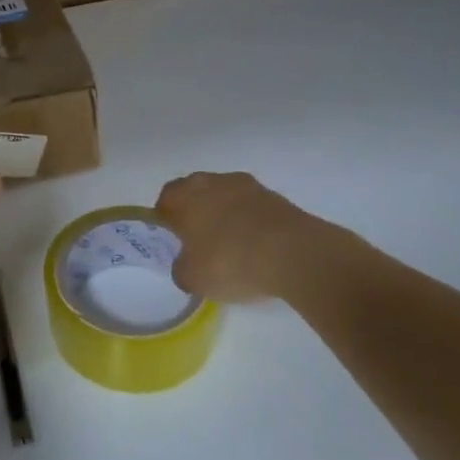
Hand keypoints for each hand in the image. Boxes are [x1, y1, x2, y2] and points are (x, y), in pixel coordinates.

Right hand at [155, 171, 376, 304]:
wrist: (295, 254)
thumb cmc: (230, 261)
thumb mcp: (192, 278)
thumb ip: (181, 268)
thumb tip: (186, 264)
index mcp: (185, 195)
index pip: (166, 198)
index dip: (165, 218)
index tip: (171, 239)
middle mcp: (213, 181)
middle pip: (196, 192)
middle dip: (195, 213)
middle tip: (198, 242)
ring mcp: (248, 186)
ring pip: (226, 197)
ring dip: (225, 215)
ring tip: (231, 246)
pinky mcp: (276, 197)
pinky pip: (253, 208)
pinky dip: (250, 222)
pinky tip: (256, 247)